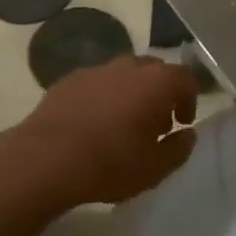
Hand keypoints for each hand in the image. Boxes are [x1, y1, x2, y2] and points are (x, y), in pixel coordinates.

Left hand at [2, 56, 198, 212]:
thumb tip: (187, 134)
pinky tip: (93, 123)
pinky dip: (103, 96)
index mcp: (156, 82)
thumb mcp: (155, 168)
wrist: (46, 159)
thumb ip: (179, 149)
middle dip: (160, 93)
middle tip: (156, 124)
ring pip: (124, 74)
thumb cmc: (110, 163)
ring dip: (131, 93)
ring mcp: (96, 70)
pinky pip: (97, 83)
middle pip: (154, 70)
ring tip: (123, 124)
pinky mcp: (69, 79)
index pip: (185, 77)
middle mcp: (129, 66)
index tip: (182, 123)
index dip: (189, 98)